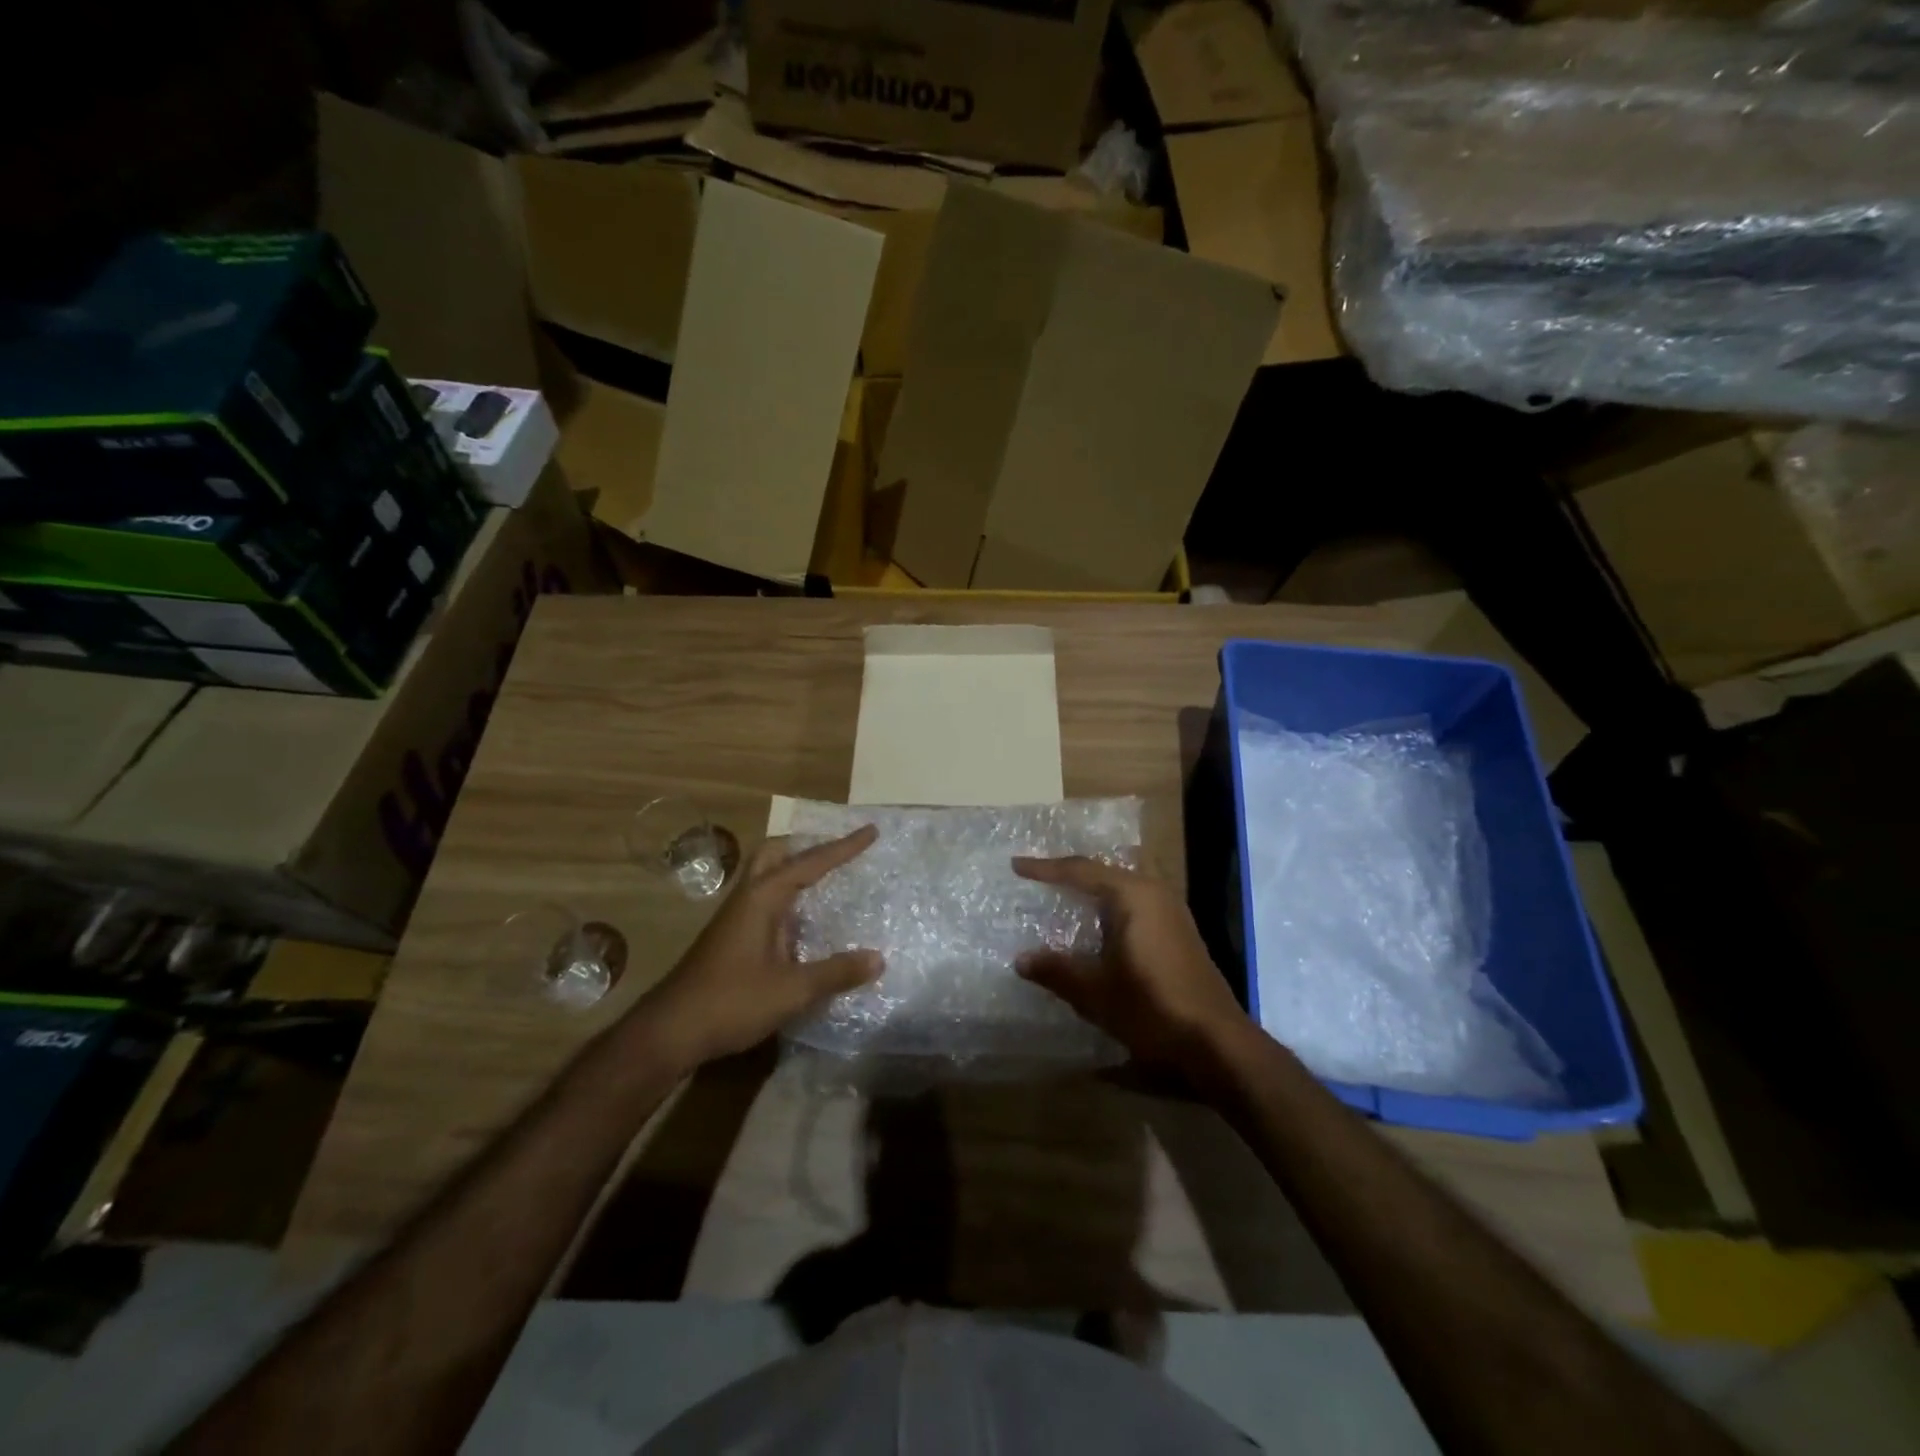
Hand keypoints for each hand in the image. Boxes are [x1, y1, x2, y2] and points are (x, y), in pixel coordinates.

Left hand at [637, 826, 883, 1066]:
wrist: (670, 1031)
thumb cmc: (731, 1002)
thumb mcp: (792, 991)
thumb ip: (836, 973)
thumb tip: (878, 959)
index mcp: (763, 898)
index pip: (810, 862)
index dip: (843, 847)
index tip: (871, 831)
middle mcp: (748, 898)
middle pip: (775, 854)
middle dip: (806, 846)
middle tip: (838, 851)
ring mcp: (736, 918)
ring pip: (767, 877)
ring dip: (795, 870)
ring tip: (829, 879)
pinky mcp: (731, 938)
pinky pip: (765, 901)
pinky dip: (789, 897)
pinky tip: (805, 922)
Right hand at [1012, 856, 1248, 1074]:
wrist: (1216, 1042)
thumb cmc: (1151, 1008)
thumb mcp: (1095, 992)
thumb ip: (1056, 970)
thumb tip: (1022, 959)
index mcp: (1132, 895)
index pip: (1080, 871)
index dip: (1045, 869)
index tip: (1016, 865)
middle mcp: (1154, 893)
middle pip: (1103, 873)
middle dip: (1070, 874)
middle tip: (1037, 877)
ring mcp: (1172, 912)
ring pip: (1122, 889)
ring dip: (1092, 892)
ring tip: (1061, 896)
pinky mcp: (1179, 933)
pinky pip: (1135, 906)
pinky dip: (1109, 909)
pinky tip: (1096, 927)